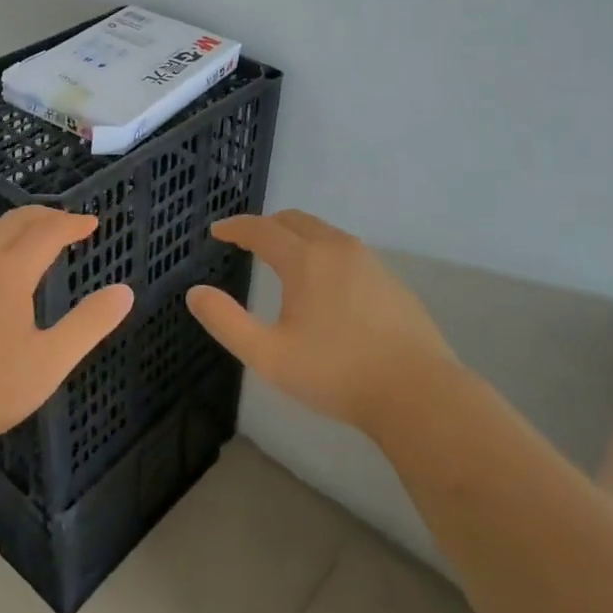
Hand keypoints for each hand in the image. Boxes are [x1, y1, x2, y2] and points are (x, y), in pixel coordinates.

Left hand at [0, 207, 134, 459]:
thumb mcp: (49, 362)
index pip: (47, 232)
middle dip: (44, 216)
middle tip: (65, 222)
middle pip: (14, 222)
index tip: (92, 224)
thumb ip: (89, 324)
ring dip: (12, 225)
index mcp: (9, 271)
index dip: (72, 224)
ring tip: (28, 235)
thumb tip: (124, 291)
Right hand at [188, 210, 461, 437]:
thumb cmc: (336, 373)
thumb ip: (226, 321)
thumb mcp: (269, 355)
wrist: (417, 392)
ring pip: (323, 232)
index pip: (261, 229)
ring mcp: (368, 261)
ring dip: (296, 235)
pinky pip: (345, 249)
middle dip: (266, 225)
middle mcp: (336, 248)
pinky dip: (322, 250)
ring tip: (282, 257)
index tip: (217, 231)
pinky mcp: (389, 279)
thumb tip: (195, 293)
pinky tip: (323, 282)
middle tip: (247, 240)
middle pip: (294, 220)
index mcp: (304, 259)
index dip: (235, 227)